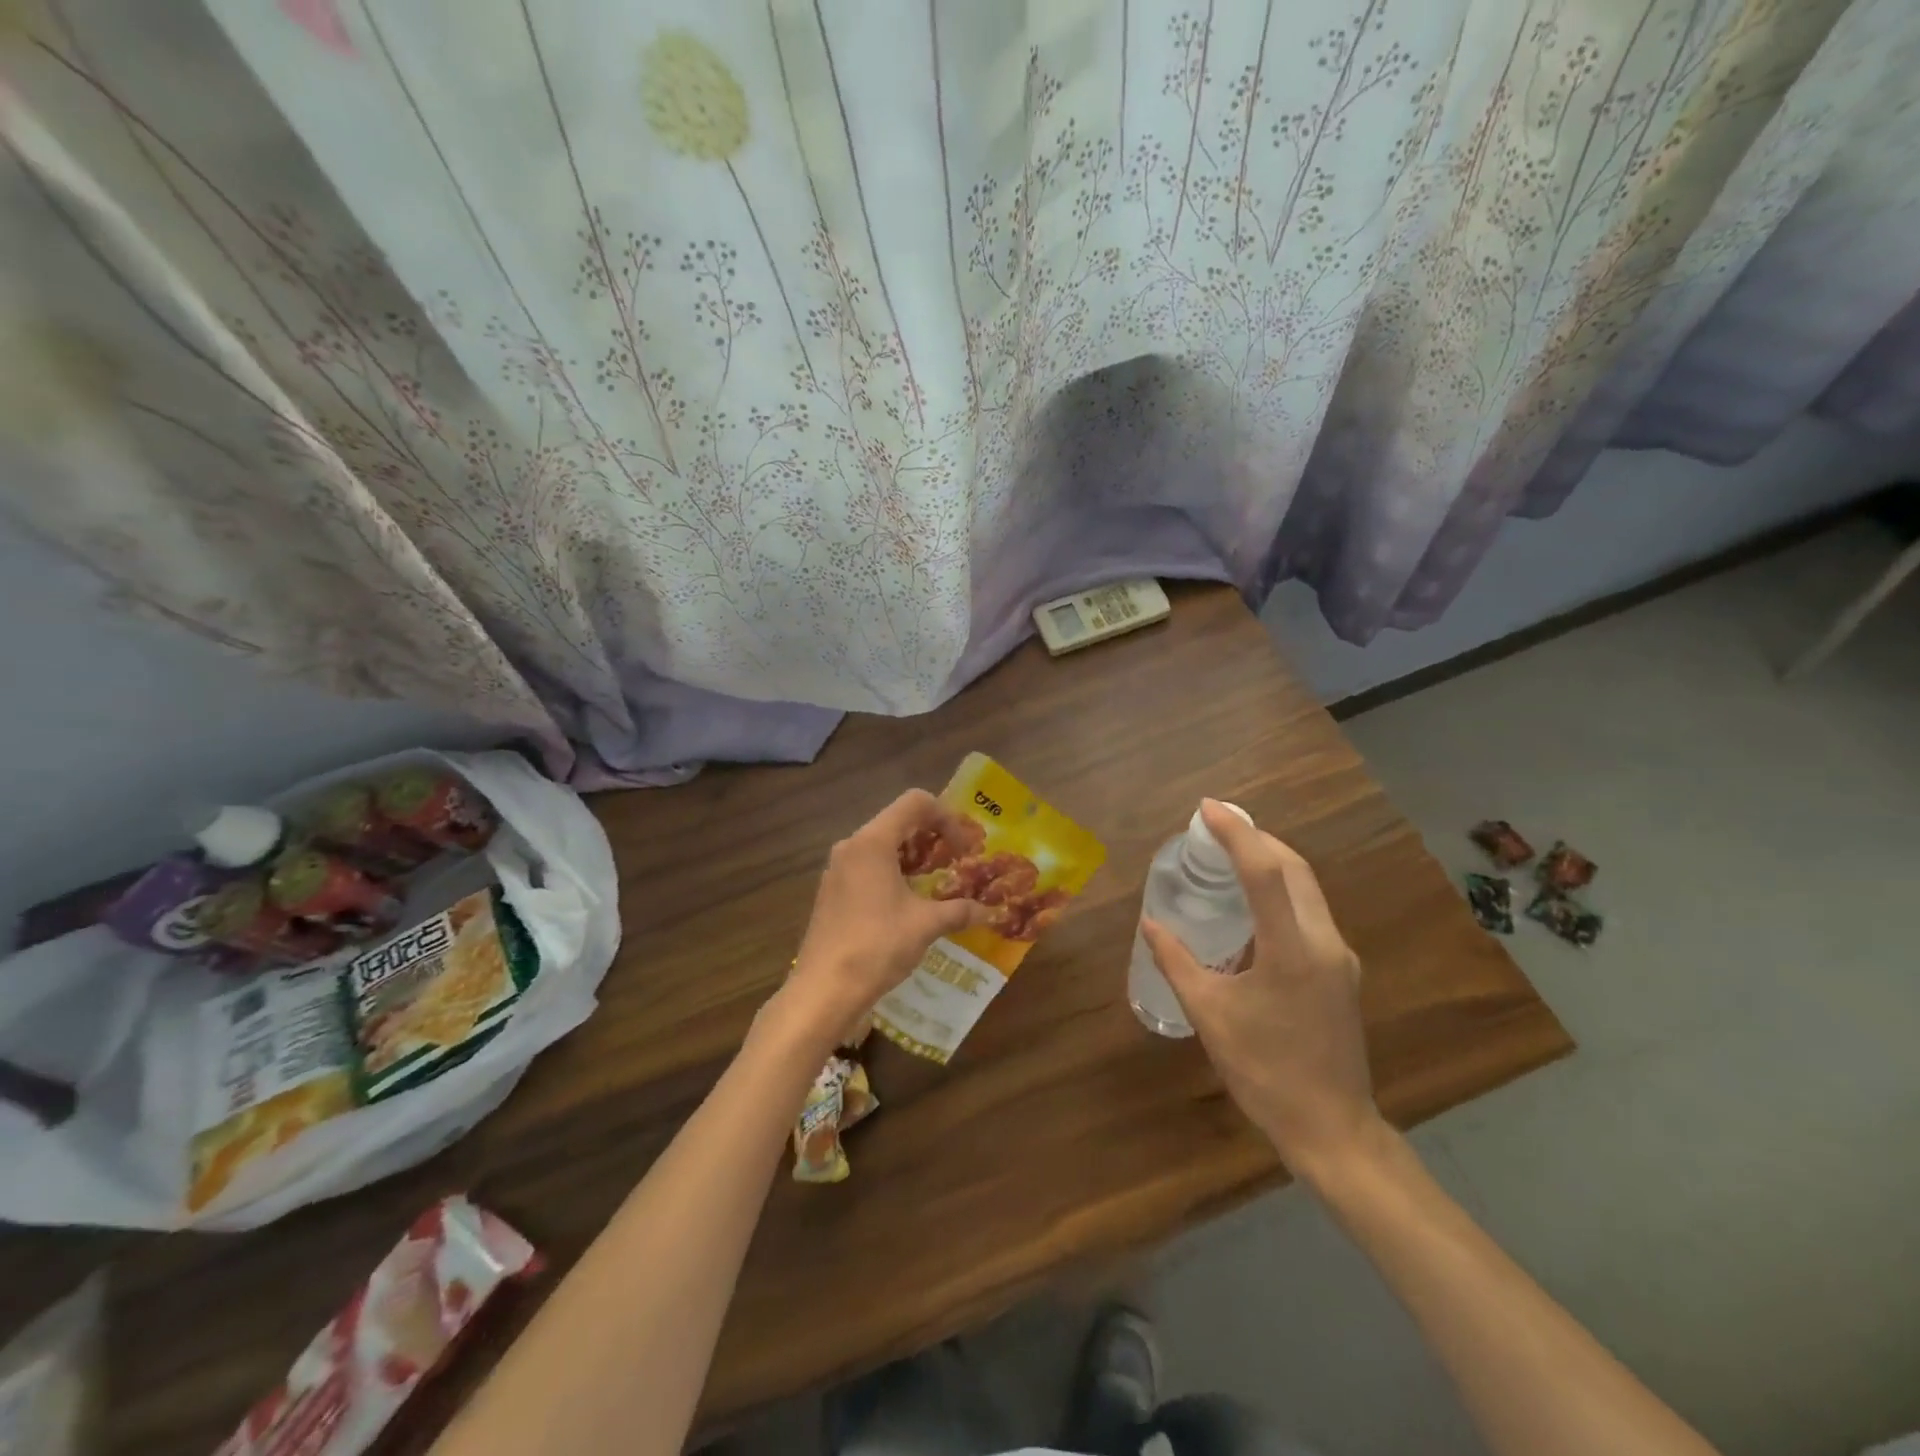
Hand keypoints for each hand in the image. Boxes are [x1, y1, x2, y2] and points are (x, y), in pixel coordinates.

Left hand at [781, 789, 989, 1041]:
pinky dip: (893, 873)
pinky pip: (867, 867)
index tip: (963, 849)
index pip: (915, 802)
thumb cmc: (877, 946)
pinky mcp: (832, 892)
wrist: (824, 990)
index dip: (946, 817)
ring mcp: (837, 869)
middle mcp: (852, 846)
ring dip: (913, 857)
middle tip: (956, 863)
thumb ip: (958, 911)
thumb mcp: (925, 925)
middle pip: (898, 821)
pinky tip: (908, 904)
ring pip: (882, 845)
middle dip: (932, 837)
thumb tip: (988, 911)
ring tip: (936, 884)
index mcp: (873, 842)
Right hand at [1139, 800, 1380, 1182]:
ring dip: (1271, 859)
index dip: (1236, 833)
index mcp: (1292, 950)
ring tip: (1230, 850)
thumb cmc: (1264, 1071)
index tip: (1207, 809)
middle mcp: (1324, 942)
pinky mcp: (1341, 969)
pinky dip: (1282, 887)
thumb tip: (1150, 924)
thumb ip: (1177, 962)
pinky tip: (1254, 898)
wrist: (1331, 1126)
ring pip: (1308, 886)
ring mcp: (1339, 955)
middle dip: (1256, 836)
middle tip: (1216, 824)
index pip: (1265, 872)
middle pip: (1294, 868)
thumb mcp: (1210, 1014)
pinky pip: (1310, 909)